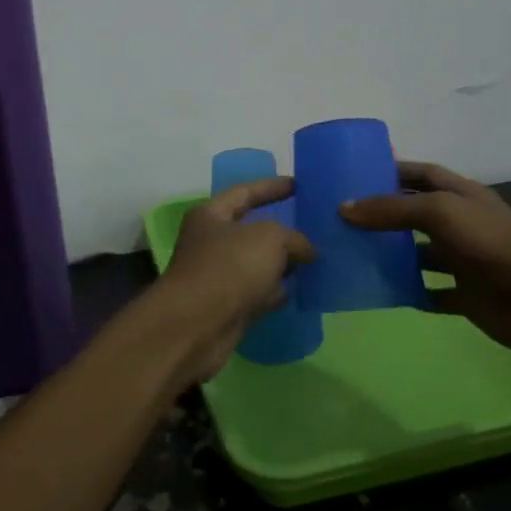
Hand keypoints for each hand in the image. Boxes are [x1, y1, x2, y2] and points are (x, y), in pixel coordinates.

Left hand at [153, 176, 315, 386]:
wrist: (197, 326)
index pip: (245, 193)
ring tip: (313, 260)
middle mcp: (209, 242)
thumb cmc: (229, 268)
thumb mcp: (269, 239)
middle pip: (251, 230)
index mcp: (211, 215)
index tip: (298, 184)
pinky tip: (298, 291)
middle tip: (313, 226)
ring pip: (256, 264)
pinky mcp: (225, 307)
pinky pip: (256, 292)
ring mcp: (217, 276)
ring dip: (280, 264)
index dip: (272, 186)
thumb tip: (307, 252)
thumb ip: (293, 238)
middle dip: (281, 230)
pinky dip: (275, 291)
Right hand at [343, 161, 510, 357]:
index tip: (353, 176)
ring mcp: (464, 261)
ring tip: (351, 256)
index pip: (420, 174)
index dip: (391, 171)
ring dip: (392, 255)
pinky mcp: (466, 296)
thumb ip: (392, 209)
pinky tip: (381, 293)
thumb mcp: (440, 213)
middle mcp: (460, 224)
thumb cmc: (492, 243)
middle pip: (415, 213)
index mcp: (459, 195)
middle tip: (341, 220)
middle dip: (383, 215)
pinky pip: (430, 292)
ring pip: (420, 254)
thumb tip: (344, 208)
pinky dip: (409, 292)